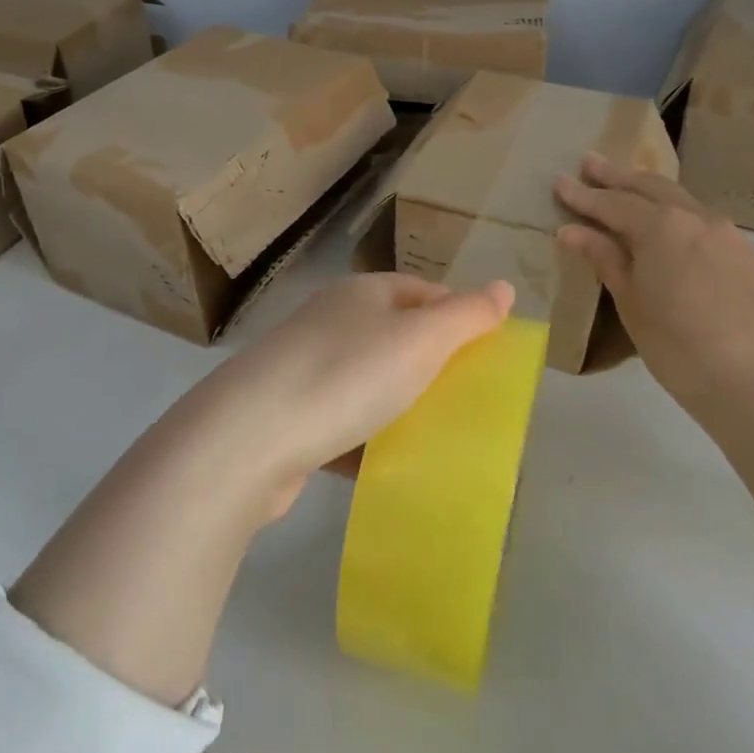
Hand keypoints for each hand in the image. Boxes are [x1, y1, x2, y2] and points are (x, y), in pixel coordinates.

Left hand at [166, 273, 514, 519]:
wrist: (249, 439)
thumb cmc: (346, 376)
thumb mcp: (420, 340)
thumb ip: (466, 315)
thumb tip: (504, 287)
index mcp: (363, 293)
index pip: (424, 292)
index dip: (459, 316)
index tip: (488, 354)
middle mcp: (331, 321)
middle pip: (396, 336)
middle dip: (432, 366)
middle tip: (468, 399)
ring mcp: (304, 367)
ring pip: (368, 382)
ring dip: (399, 405)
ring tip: (434, 435)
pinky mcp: (289, 415)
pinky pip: (342, 421)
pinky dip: (366, 439)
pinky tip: (385, 465)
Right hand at [555, 153, 753, 426]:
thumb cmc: (678, 347)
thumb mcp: (631, 303)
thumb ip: (605, 258)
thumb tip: (572, 230)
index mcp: (661, 226)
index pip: (613, 203)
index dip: (583, 195)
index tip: (560, 182)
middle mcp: (696, 217)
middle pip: (650, 187)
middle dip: (617, 176)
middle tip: (591, 162)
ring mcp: (728, 233)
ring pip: (681, 200)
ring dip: (650, 191)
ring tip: (628, 187)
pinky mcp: (748, 253)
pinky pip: (703, 222)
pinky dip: (678, 214)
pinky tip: (672, 227)